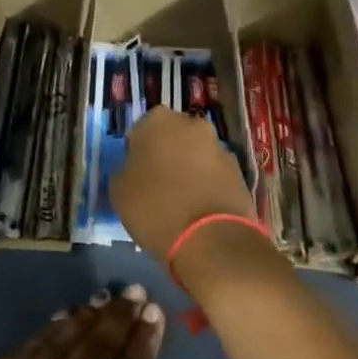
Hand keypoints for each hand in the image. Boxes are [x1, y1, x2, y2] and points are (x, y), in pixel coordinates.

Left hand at [0, 286, 180, 358]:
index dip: (145, 339)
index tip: (155, 312)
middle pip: (99, 344)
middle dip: (121, 316)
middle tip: (135, 292)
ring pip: (65, 337)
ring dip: (89, 314)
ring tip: (106, 297)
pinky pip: (30, 345)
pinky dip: (52, 328)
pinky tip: (64, 316)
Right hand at [110, 107, 254, 257]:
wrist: (210, 238)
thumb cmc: (155, 207)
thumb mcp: (119, 190)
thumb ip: (126, 169)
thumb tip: (136, 169)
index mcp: (158, 120)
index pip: (141, 130)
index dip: (137, 153)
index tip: (136, 175)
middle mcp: (192, 124)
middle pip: (173, 137)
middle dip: (167, 155)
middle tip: (157, 185)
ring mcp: (219, 146)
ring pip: (196, 154)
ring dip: (189, 169)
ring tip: (181, 202)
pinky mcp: (239, 171)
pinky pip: (214, 174)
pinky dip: (207, 185)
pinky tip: (200, 209)